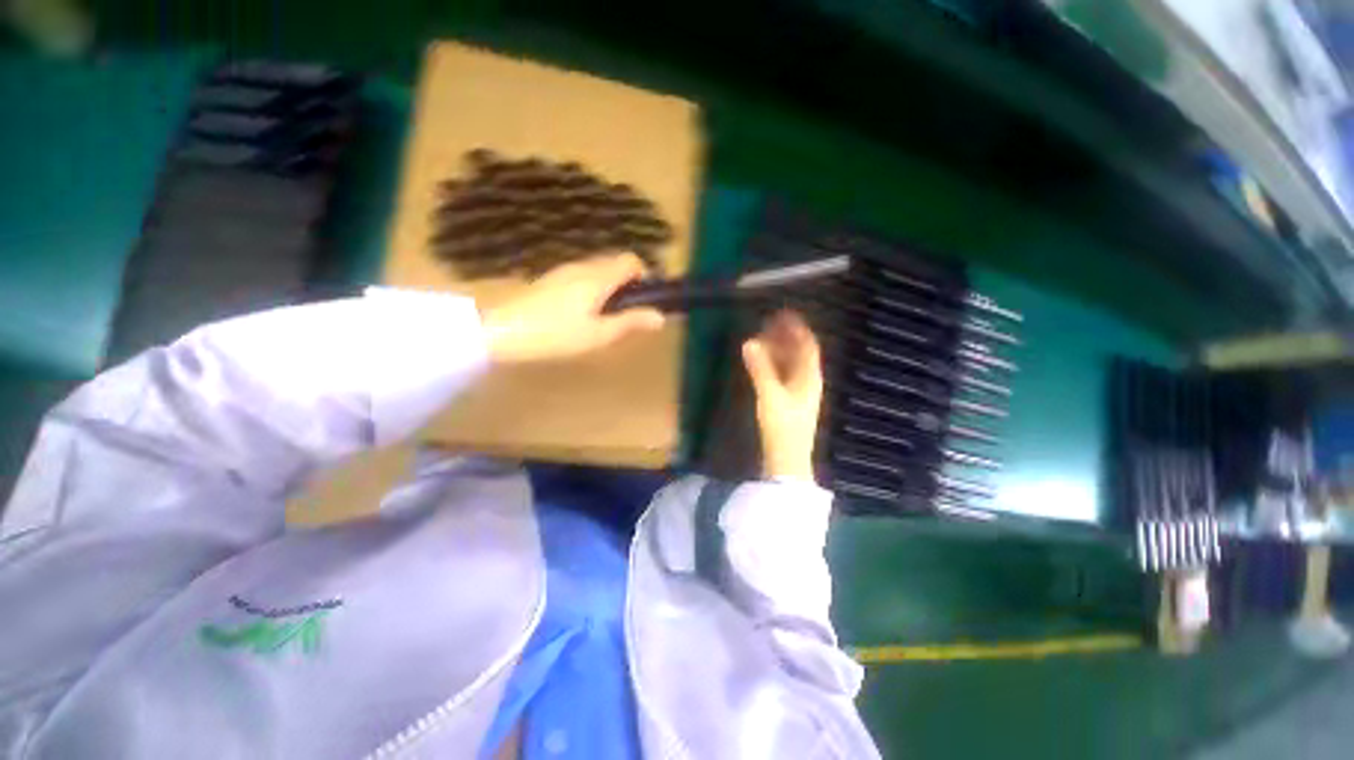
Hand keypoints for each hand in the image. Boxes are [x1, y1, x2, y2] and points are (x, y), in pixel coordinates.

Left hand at [482, 253, 665, 363]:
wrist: (503, 331)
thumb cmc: (556, 334)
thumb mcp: (598, 334)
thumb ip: (630, 322)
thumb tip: (660, 317)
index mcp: (598, 277)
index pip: (631, 260)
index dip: (644, 276)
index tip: (643, 300)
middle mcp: (584, 266)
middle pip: (616, 263)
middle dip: (627, 284)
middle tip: (624, 314)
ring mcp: (564, 270)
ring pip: (599, 269)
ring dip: (610, 287)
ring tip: (602, 318)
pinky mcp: (552, 278)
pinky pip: (583, 275)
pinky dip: (592, 288)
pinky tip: (580, 314)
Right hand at [742, 310, 823, 480]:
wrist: (786, 461)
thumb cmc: (782, 427)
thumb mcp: (770, 396)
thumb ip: (760, 369)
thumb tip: (749, 342)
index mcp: (809, 378)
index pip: (808, 345)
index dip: (797, 328)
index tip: (784, 314)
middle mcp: (807, 382)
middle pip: (799, 353)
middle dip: (785, 337)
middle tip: (768, 324)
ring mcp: (799, 393)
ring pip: (790, 365)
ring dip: (778, 351)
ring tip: (762, 338)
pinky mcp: (789, 402)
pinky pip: (783, 376)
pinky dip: (773, 365)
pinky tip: (761, 363)